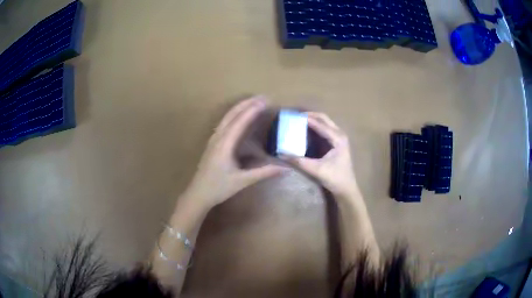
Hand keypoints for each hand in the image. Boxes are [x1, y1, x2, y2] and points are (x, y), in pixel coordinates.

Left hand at [183, 96, 285, 208]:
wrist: (198, 194)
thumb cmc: (219, 187)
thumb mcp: (243, 181)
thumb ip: (264, 172)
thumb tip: (286, 168)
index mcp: (224, 144)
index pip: (239, 122)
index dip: (252, 110)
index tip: (265, 101)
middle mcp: (218, 137)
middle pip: (231, 115)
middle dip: (246, 104)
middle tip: (262, 97)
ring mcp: (213, 140)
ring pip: (226, 118)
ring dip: (240, 108)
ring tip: (253, 102)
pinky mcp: (212, 144)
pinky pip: (224, 124)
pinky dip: (234, 116)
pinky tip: (239, 117)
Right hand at [289, 112, 358, 197]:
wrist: (346, 188)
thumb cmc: (334, 178)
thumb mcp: (316, 170)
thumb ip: (299, 161)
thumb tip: (282, 154)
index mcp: (338, 139)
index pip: (320, 124)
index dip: (306, 119)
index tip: (293, 116)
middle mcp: (340, 134)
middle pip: (324, 118)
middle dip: (310, 115)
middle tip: (295, 116)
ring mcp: (339, 137)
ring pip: (325, 122)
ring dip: (312, 119)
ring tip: (298, 120)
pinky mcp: (337, 142)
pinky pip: (325, 128)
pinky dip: (315, 126)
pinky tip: (306, 129)